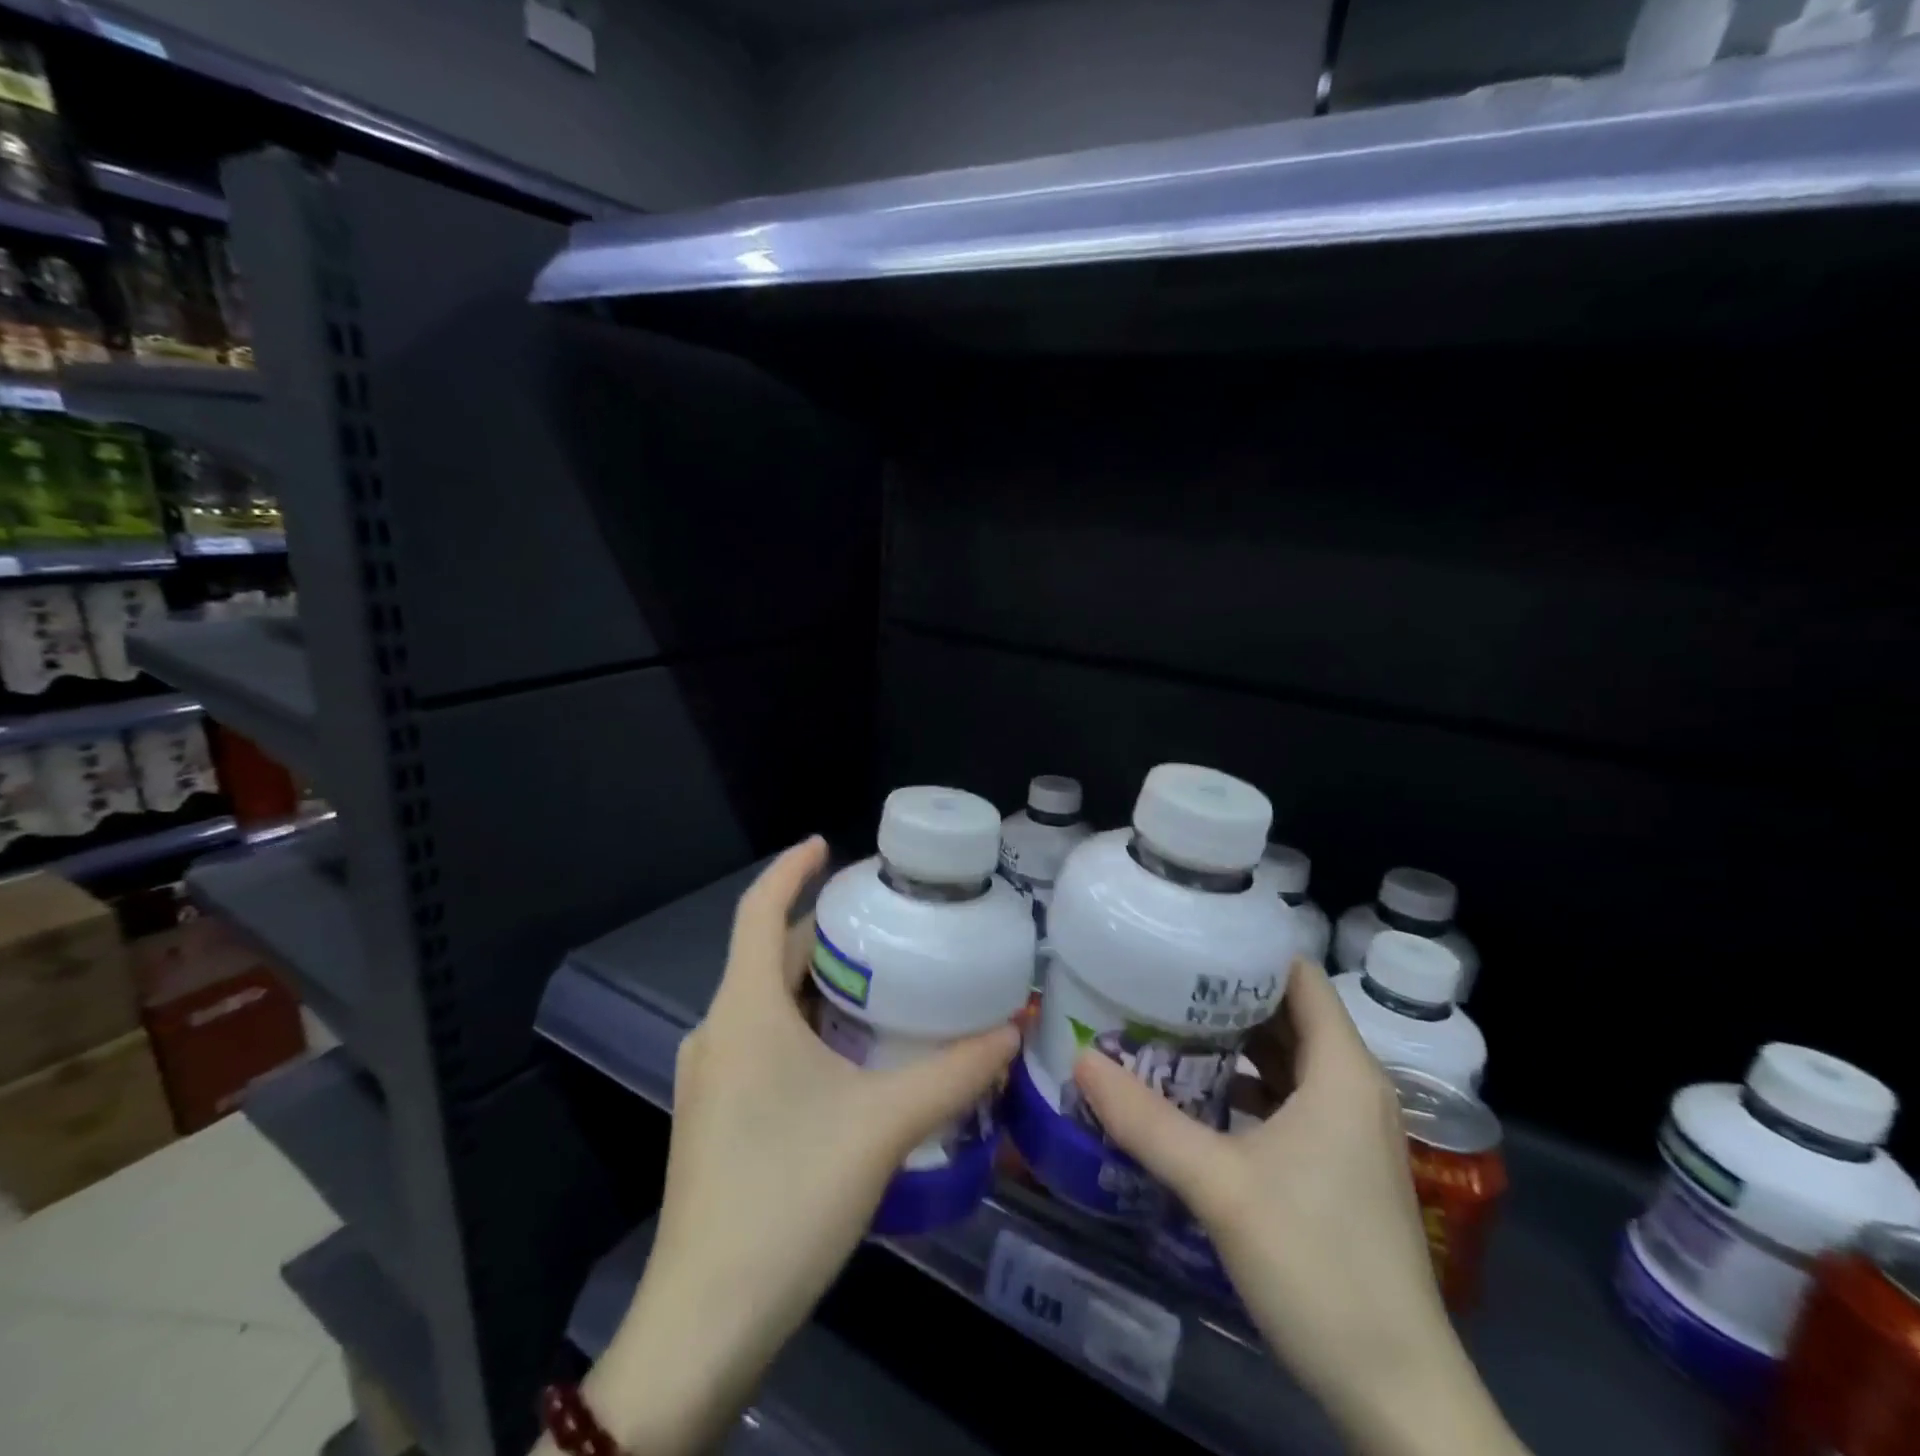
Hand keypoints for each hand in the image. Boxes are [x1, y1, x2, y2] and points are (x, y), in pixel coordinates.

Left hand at [559, 838, 1020, 1455]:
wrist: (706, 1320)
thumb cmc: (788, 1196)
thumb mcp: (883, 1126)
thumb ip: (953, 1074)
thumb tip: (1011, 1028)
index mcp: (744, 1011)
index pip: (758, 911)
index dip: (790, 870)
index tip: (826, 844)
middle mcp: (717, 1031)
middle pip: (768, 956)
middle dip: (822, 931)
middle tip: (885, 921)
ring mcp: (709, 1076)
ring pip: (765, 1002)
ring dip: (816, 982)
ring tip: (880, 978)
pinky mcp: (713, 1114)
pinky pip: (760, 1039)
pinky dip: (802, 1023)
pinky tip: (848, 1051)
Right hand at [1073, 961, 1527, 1455]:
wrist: (1396, 1394)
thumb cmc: (1317, 1264)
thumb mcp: (1219, 1185)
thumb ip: (1146, 1120)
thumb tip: (1080, 1062)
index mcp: (1342, 1070)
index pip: (1298, 976)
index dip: (1246, 949)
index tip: (1186, 938)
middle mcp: (1352, 1087)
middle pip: (1287, 1014)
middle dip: (1225, 994)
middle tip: (1157, 979)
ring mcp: (1349, 1130)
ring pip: (1287, 1060)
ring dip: (1232, 1043)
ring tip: (1164, 1025)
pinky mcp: (1338, 1166)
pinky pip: (1289, 1100)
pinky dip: (1246, 1087)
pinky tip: (1194, 1095)